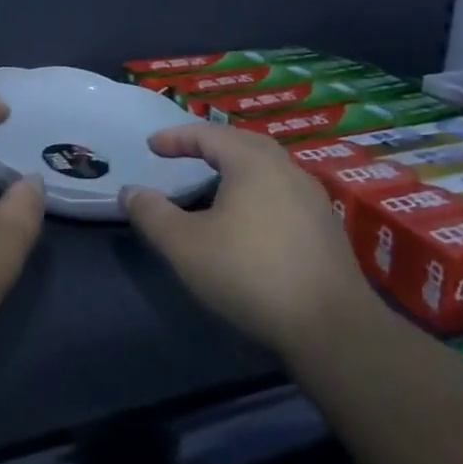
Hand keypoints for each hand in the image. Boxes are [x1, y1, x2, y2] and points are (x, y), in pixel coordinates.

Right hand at [123, 123, 373, 356]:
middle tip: (185, 153)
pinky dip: (258, 190)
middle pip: (243, 142)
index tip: (152, 147)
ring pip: (268, 167)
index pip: (208, 134)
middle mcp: (286, 170)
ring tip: (215, 181)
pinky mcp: (327, 228)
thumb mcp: (185, 246)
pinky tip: (250, 217)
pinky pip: (283, 191)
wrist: (333, 329)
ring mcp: (313, 198)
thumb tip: (129, 192)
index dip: (176, 137)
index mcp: (252, 163)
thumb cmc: (250, 274)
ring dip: (237, 167)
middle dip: (211, 144)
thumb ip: (152, 214)